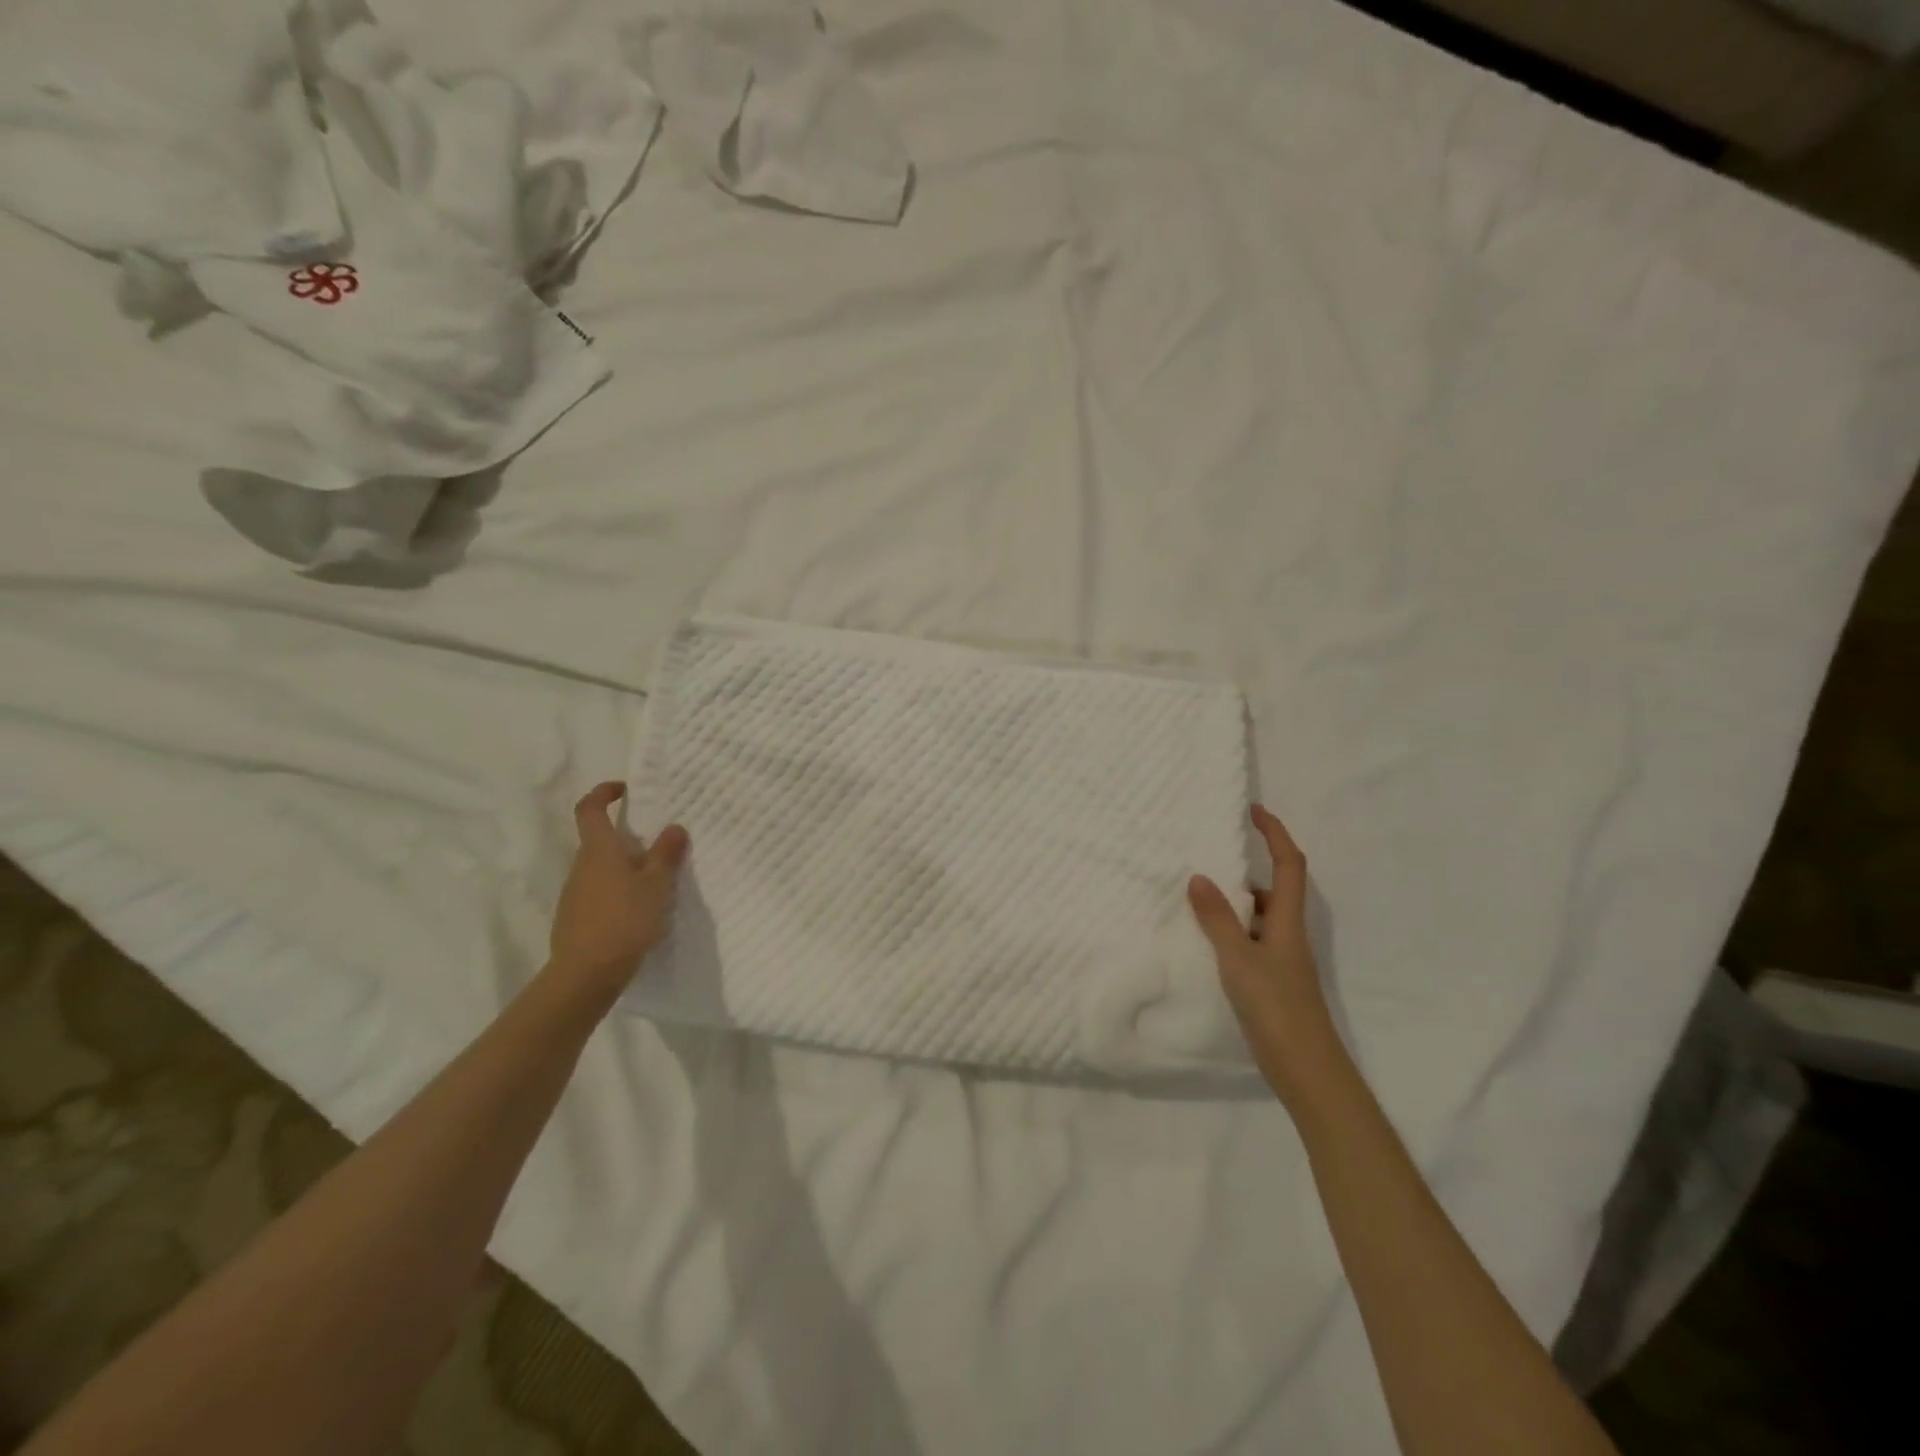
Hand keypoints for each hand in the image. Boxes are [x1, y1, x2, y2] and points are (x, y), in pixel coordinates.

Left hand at [549, 782, 688, 989]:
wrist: (586, 974)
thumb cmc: (624, 920)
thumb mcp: (656, 885)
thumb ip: (666, 854)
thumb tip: (675, 827)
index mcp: (599, 850)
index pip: (590, 808)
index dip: (604, 793)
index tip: (625, 790)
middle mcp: (581, 865)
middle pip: (599, 840)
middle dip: (626, 838)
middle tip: (659, 845)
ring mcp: (575, 893)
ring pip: (601, 868)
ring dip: (625, 867)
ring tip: (655, 882)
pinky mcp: (575, 917)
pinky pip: (599, 892)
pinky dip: (618, 891)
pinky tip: (639, 911)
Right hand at [1189, 804, 1342, 1103]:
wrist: (1306, 1068)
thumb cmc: (1276, 1007)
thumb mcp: (1239, 959)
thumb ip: (1218, 919)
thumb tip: (1199, 876)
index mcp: (1288, 921)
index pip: (1289, 864)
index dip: (1275, 833)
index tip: (1254, 810)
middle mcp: (1289, 933)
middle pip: (1274, 889)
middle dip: (1246, 869)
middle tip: (1207, 860)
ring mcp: (1282, 959)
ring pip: (1260, 917)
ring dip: (1235, 902)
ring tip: (1196, 898)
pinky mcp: (1273, 980)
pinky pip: (1251, 939)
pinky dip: (1231, 930)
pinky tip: (1206, 941)